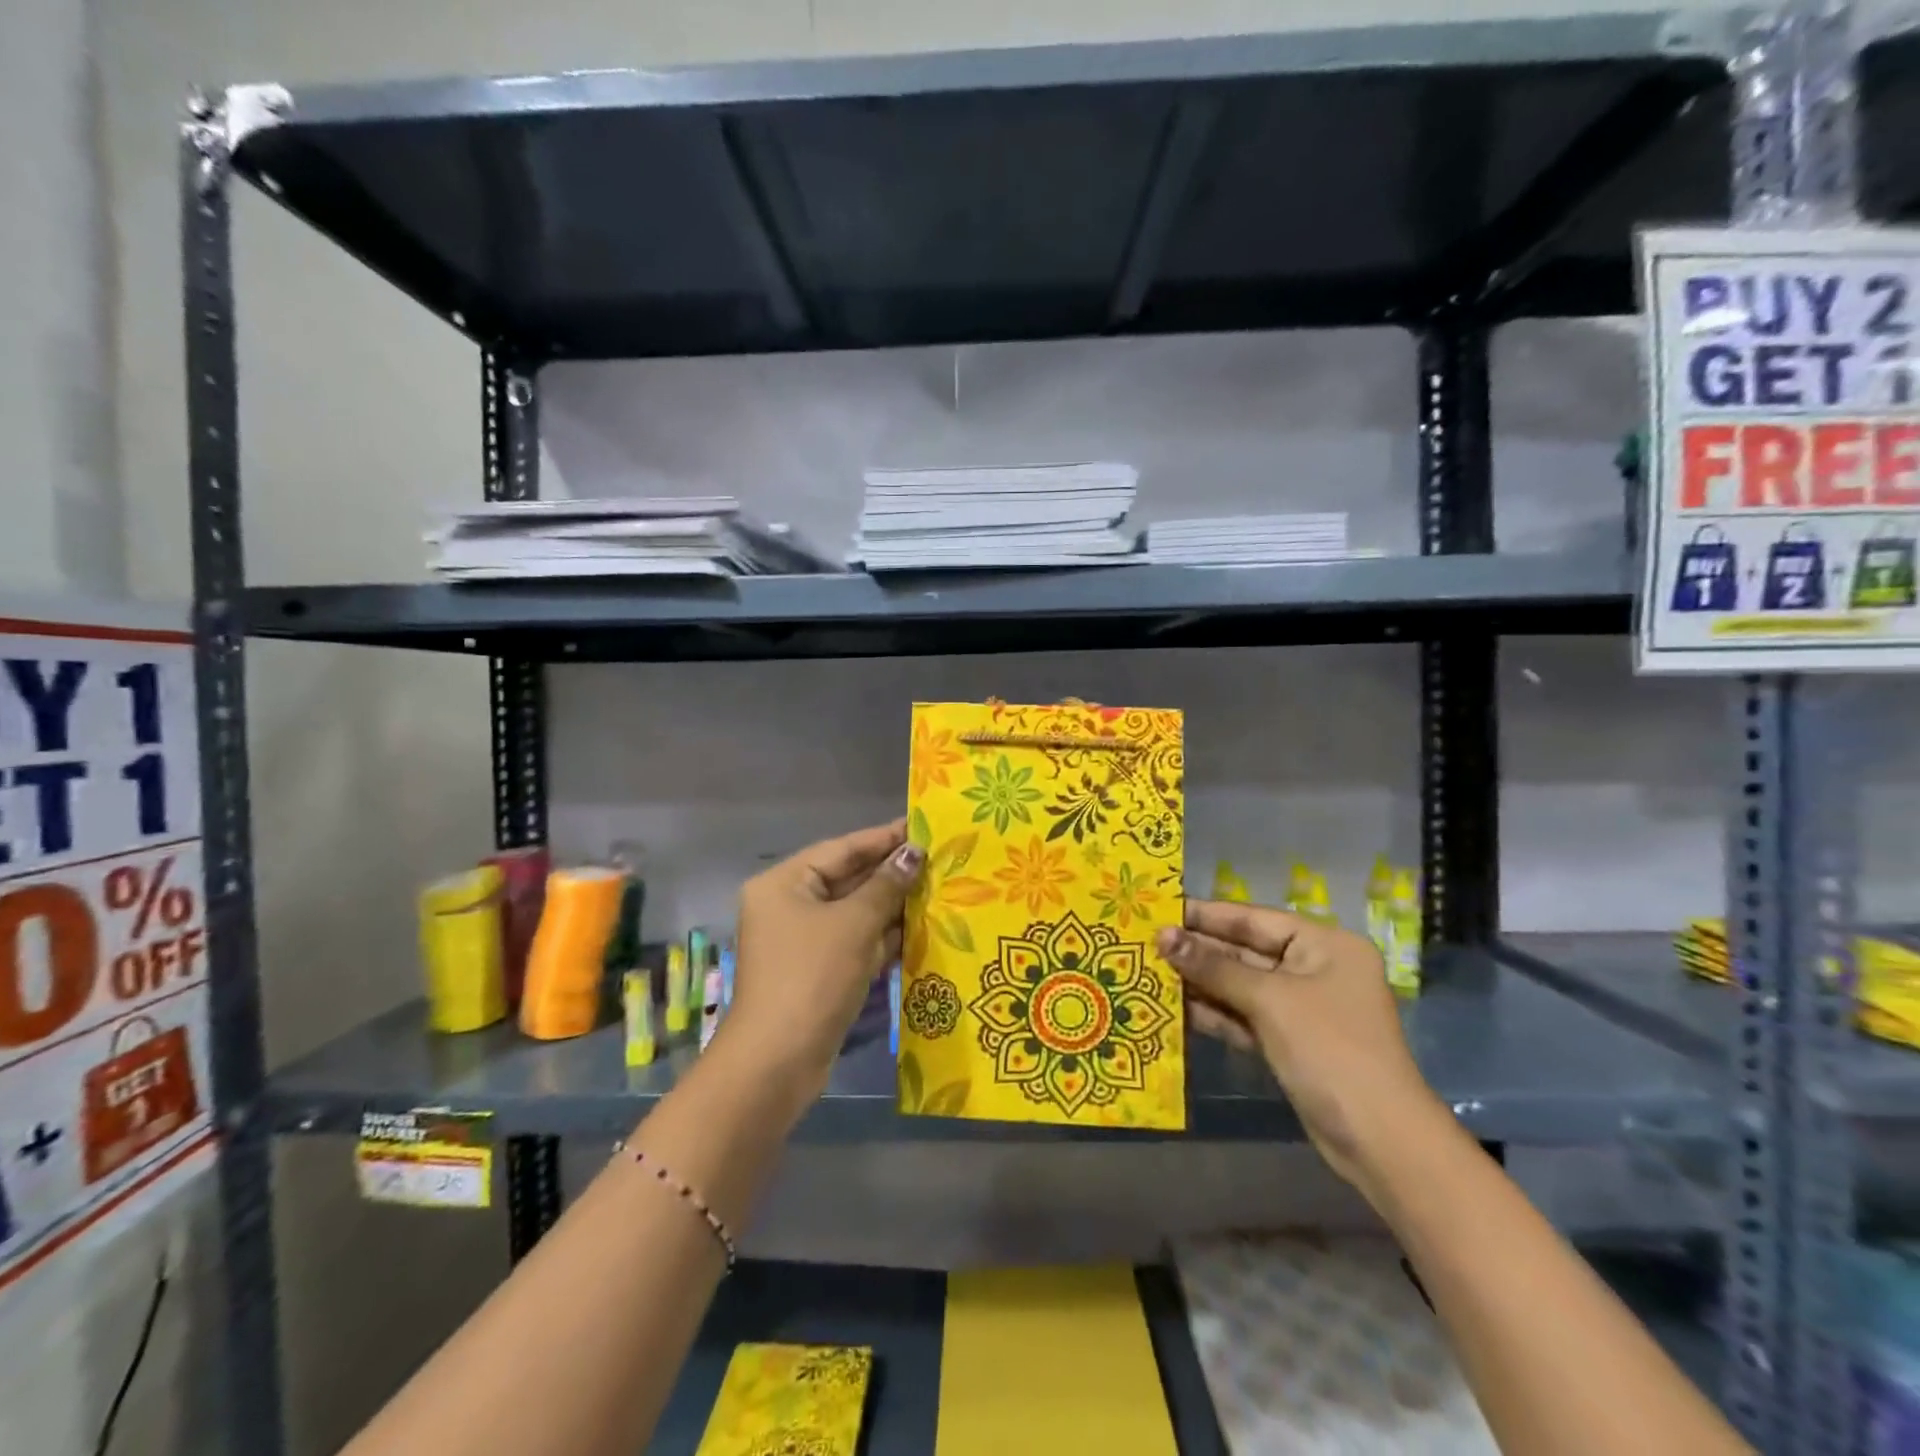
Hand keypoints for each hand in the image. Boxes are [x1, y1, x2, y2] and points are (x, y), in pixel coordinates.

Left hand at [723, 821, 925, 1097]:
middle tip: (941, 858)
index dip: (884, 837)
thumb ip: (886, 885)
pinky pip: (857, 941)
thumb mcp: (854, 924)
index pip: (842, 848)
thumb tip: (914, 853)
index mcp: (785, 883)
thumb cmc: (812, 977)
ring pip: (856, 912)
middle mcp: (790, 906)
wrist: (777, 1063)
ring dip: (894, 905)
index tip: (924, 826)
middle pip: (849, 879)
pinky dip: (885, 936)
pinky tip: (924, 927)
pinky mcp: (820, 971)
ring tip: (942, 888)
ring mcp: (804, 941)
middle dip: (893, 872)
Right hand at [1158, 901, 1439, 1189]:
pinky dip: (1215, 1013)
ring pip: (1240, 986)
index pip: (1253, 918)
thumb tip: (1162, 935)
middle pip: (1244, 951)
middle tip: (1145, 942)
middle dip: (1198, 950)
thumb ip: (1213, 966)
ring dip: (1200, 982)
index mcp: (1324, 944)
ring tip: (1149, 972)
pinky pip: (1244, 1016)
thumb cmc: (1329, 1049)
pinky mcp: (1289, 1042)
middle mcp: (1314, 969)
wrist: (1378, 1140)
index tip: (1159, 909)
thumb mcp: (1269, 999)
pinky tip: (1175, 1009)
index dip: (1205, 914)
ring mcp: (1301, 1008)